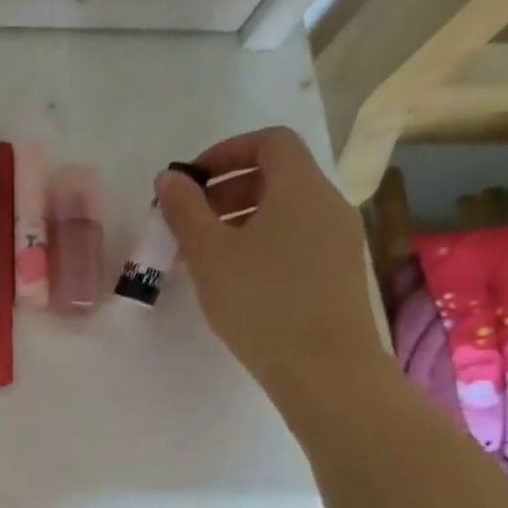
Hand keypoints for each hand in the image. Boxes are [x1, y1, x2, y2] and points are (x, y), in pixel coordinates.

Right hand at [157, 127, 382, 398]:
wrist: (323, 366)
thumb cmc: (261, 300)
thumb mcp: (208, 252)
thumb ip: (185, 209)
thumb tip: (170, 178)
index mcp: (300, 188)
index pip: (270, 141)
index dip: (226, 151)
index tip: (190, 182)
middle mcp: (327, 204)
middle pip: (276, 175)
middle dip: (225, 189)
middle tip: (187, 221)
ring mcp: (338, 238)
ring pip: (283, 210)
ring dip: (238, 218)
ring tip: (202, 253)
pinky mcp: (337, 270)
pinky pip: (294, 237)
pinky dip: (259, 241)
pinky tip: (233, 277)